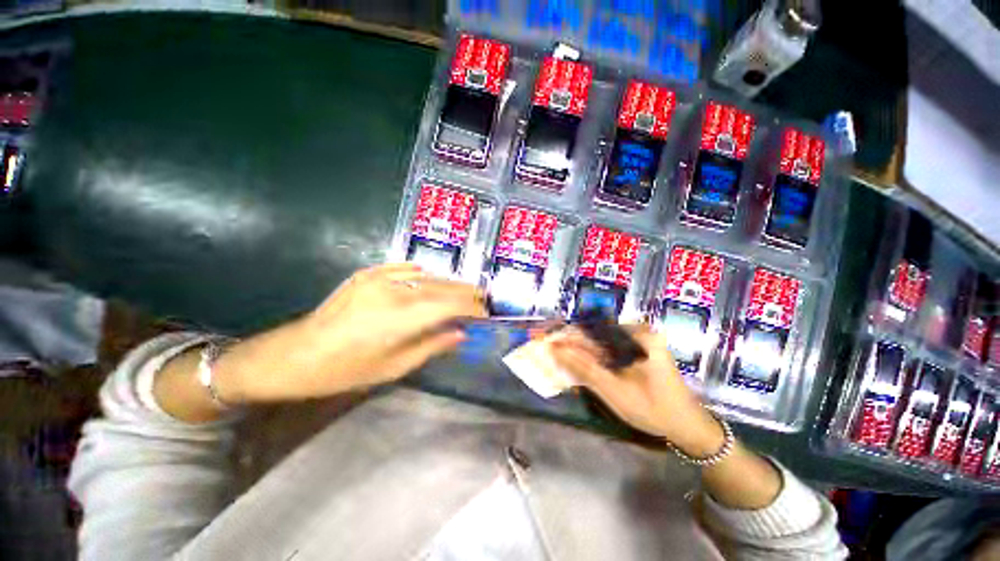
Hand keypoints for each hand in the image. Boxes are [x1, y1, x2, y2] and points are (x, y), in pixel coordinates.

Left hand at [216, 263, 486, 403]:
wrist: (295, 354)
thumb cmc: (346, 370)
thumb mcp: (394, 366)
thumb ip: (432, 345)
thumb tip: (460, 333)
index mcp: (402, 317)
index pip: (451, 304)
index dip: (472, 307)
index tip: (485, 314)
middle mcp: (395, 290)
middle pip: (443, 286)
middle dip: (466, 293)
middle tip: (481, 300)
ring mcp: (379, 278)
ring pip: (427, 277)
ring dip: (447, 285)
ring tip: (460, 294)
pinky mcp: (367, 274)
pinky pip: (403, 269)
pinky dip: (421, 275)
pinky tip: (428, 280)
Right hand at [550, 326, 725, 457]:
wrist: (689, 426)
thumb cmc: (655, 409)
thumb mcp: (615, 391)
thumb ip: (584, 369)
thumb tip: (558, 350)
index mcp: (638, 336)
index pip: (592, 329)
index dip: (568, 335)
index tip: (548, 339)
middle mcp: (638, 332)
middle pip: (597, 332)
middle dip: (573, 341)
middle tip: (552, 348)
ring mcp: (639, 341)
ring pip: (601, 340)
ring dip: (581, 348)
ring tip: (561, 354)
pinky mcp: (639, 350)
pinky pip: (610, 348)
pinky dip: (594, 355)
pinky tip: (581, 361)